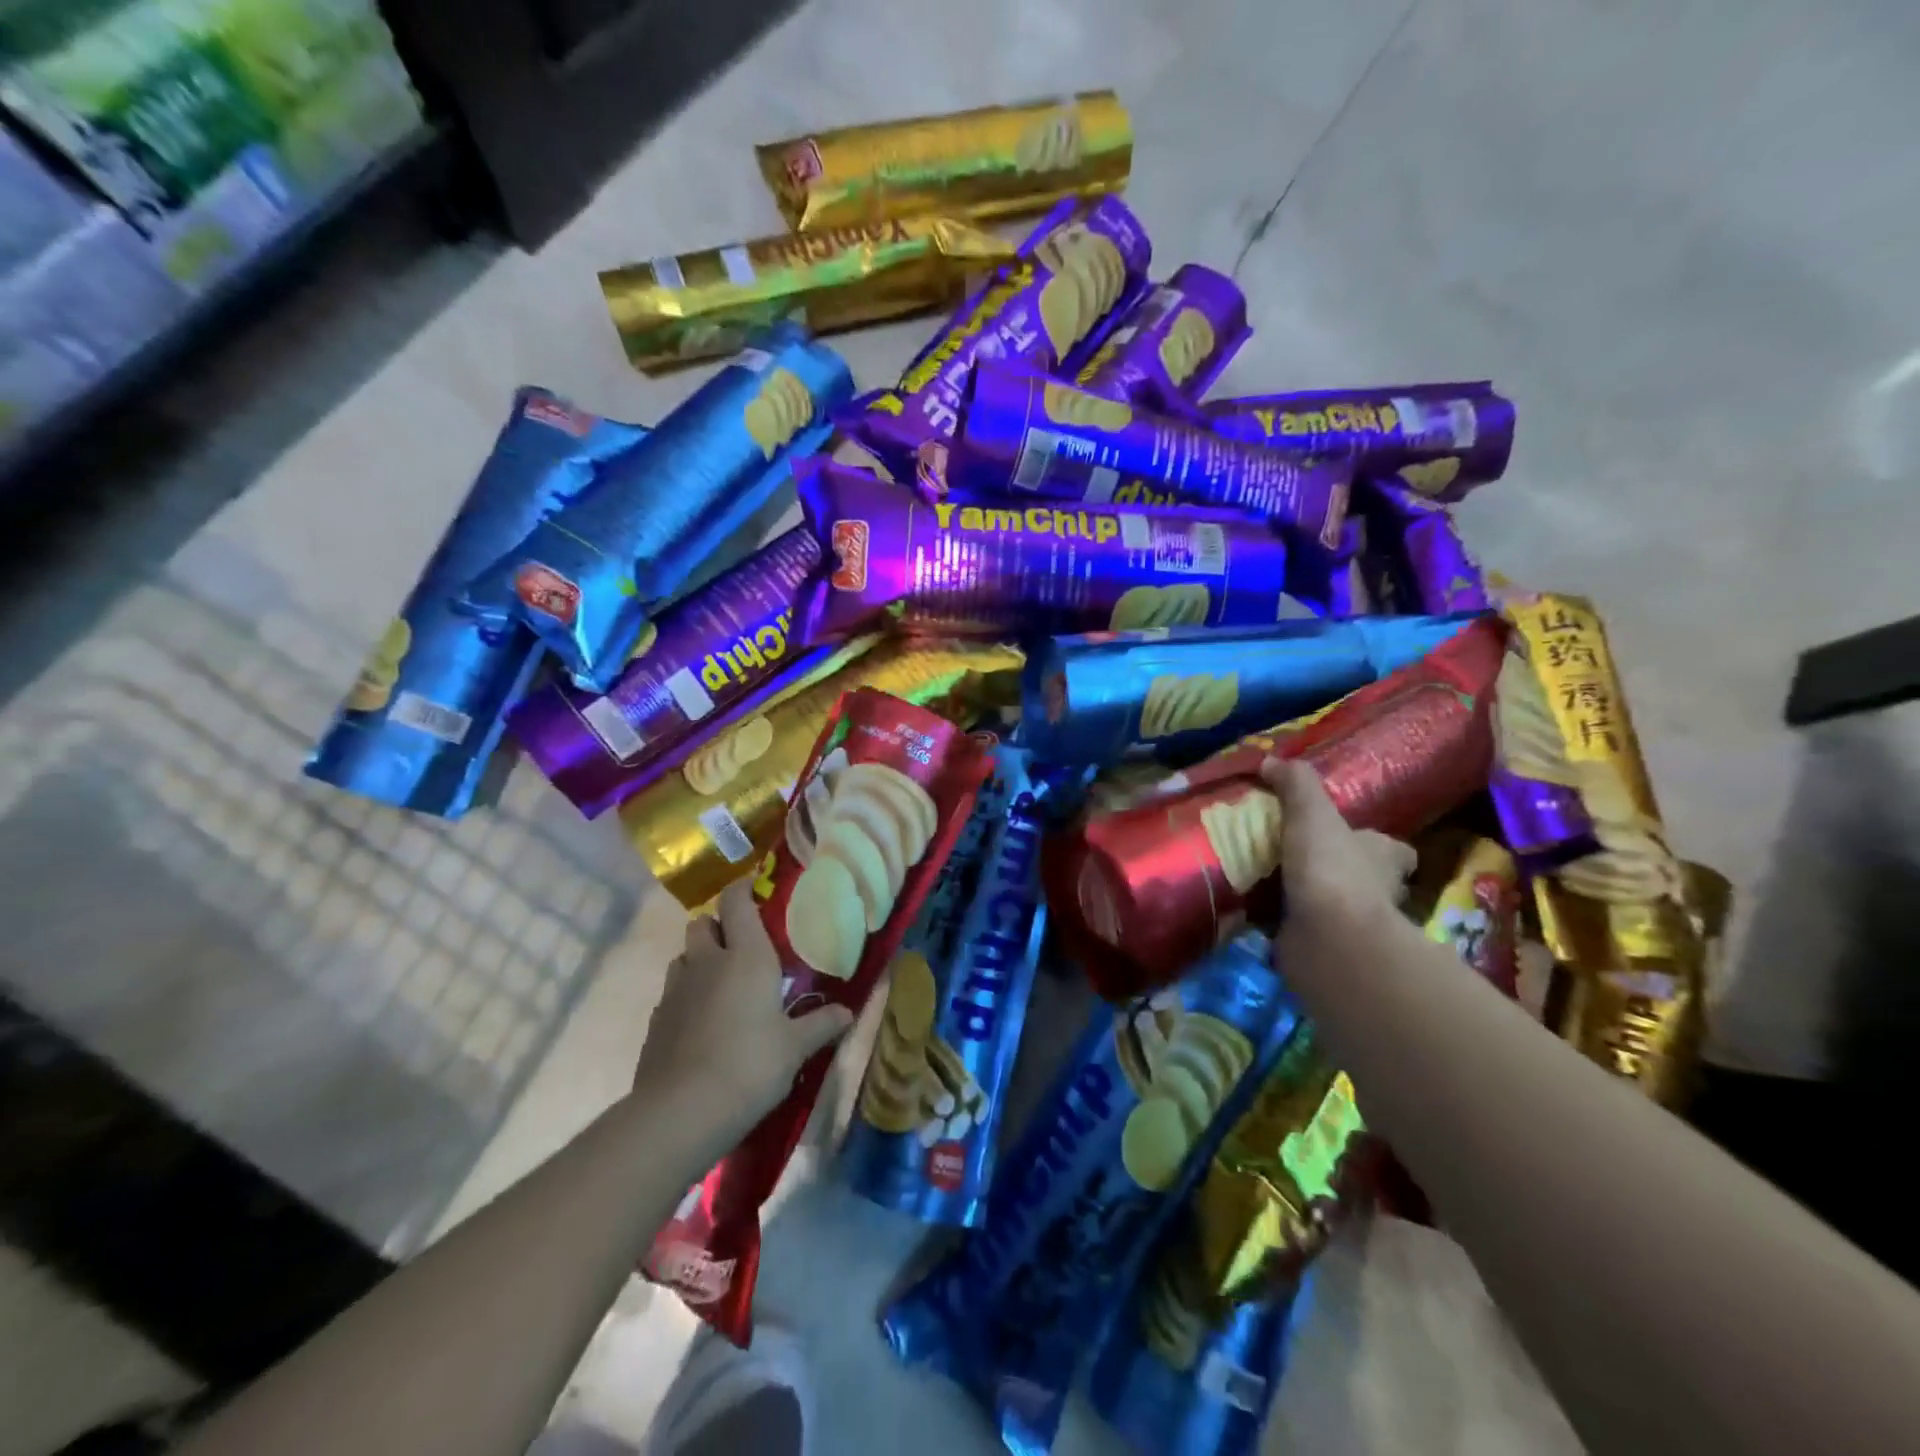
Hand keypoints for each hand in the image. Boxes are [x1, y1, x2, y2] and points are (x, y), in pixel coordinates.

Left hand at [634, 883, 853, 1129]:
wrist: (683, 1111)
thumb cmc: (751, 1064)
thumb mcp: (795, 1047)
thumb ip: (821, 1024)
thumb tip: (848, 1012)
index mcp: (746, 956)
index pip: (737, 902)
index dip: (743, 890)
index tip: (755, 891)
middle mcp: (706, 963)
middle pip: (701, 924)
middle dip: (717, 926)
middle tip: (739, 946)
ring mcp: (675, 991)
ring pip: (682, 957)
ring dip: (698, 961)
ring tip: (720, 984)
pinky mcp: (656, 1021)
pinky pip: (671, 993)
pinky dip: (685, 997)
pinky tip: (700, 1023)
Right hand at [1259, 759, 1416, 935]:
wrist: (1330, 937)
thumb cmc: (1331, 867)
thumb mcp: (1311, 812)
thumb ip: (1295, 784)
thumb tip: (1272, 760)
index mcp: (1384, 857)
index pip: (1394, 851)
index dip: (1377, 845)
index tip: (1351, 838)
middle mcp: (1379, 893)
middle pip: (1366, 879)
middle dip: (1340, 872)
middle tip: (1299, 860)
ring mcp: (1355, 926)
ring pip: (1337, 908)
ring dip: (1313, 901)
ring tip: (1271, 884)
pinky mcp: (1328, 950)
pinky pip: (1307, 933)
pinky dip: (1289, 926)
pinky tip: (1261, 915)